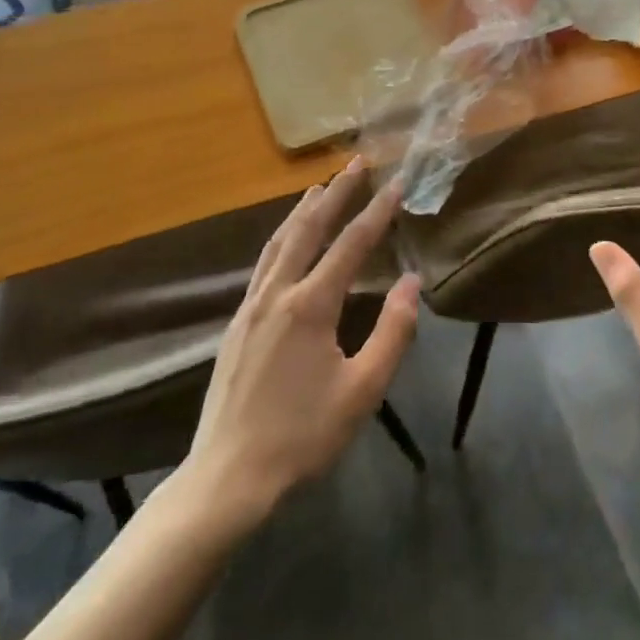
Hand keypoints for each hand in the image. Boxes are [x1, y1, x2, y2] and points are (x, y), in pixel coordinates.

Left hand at [165, 160, 421, 525]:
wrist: (228, 478)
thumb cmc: (303, 436)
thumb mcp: (363, 390)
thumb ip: (392, 332)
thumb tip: (412, 281)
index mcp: (310, 306)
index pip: (351, 245)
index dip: (376, 212)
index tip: (396, 183)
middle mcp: (277, 294)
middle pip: (309, 229)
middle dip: (335, 193)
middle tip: (356, 162)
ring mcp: (251, 307)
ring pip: (279, 242)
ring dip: (303, 210)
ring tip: (320, 186)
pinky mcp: (236, 324)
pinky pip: (264, 263)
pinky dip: (282, 237)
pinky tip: (287, 240)